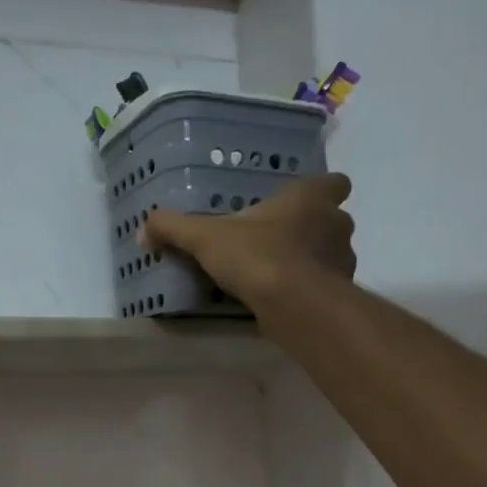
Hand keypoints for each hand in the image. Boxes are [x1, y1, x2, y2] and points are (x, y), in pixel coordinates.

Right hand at [139, 173, 356, 308]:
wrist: (294, 304)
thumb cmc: (257, 255)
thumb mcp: (205, 238)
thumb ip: (174, 228)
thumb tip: (143, 229)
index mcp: (310, 198)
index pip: (335, 182)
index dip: (320, 190)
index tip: (298, 203)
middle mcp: (335, 223)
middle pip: (332, 219)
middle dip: (310, 229)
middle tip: (278, 240)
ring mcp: (343, 260)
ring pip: (331, 253)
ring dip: (311, 260)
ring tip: (279, 273)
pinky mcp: (340, 293)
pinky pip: (324, 285)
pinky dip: (308, 290)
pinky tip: (284, 299)